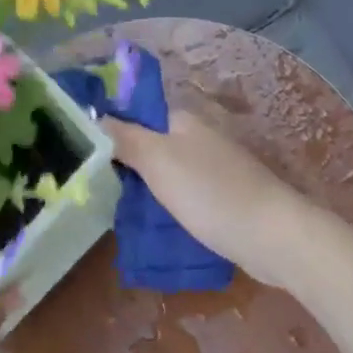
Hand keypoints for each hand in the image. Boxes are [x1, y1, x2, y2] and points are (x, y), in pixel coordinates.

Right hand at [101, 109, 316, 292]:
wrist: (272, 237)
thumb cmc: (210, 192)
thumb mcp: (158, 159)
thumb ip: (125, 137)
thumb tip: (95, 116)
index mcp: (183, 121)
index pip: (137, 115)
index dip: (110, 131)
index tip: (81, 155)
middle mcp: (199, 140)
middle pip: (150, 146)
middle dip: (125, 165)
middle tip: (91, 188)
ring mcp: (214, 171)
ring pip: (166, 175)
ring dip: (144, 191)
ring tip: (112, 210)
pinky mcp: (223, 201)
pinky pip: (184, 198)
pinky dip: (167, 209)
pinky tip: (150, 226)